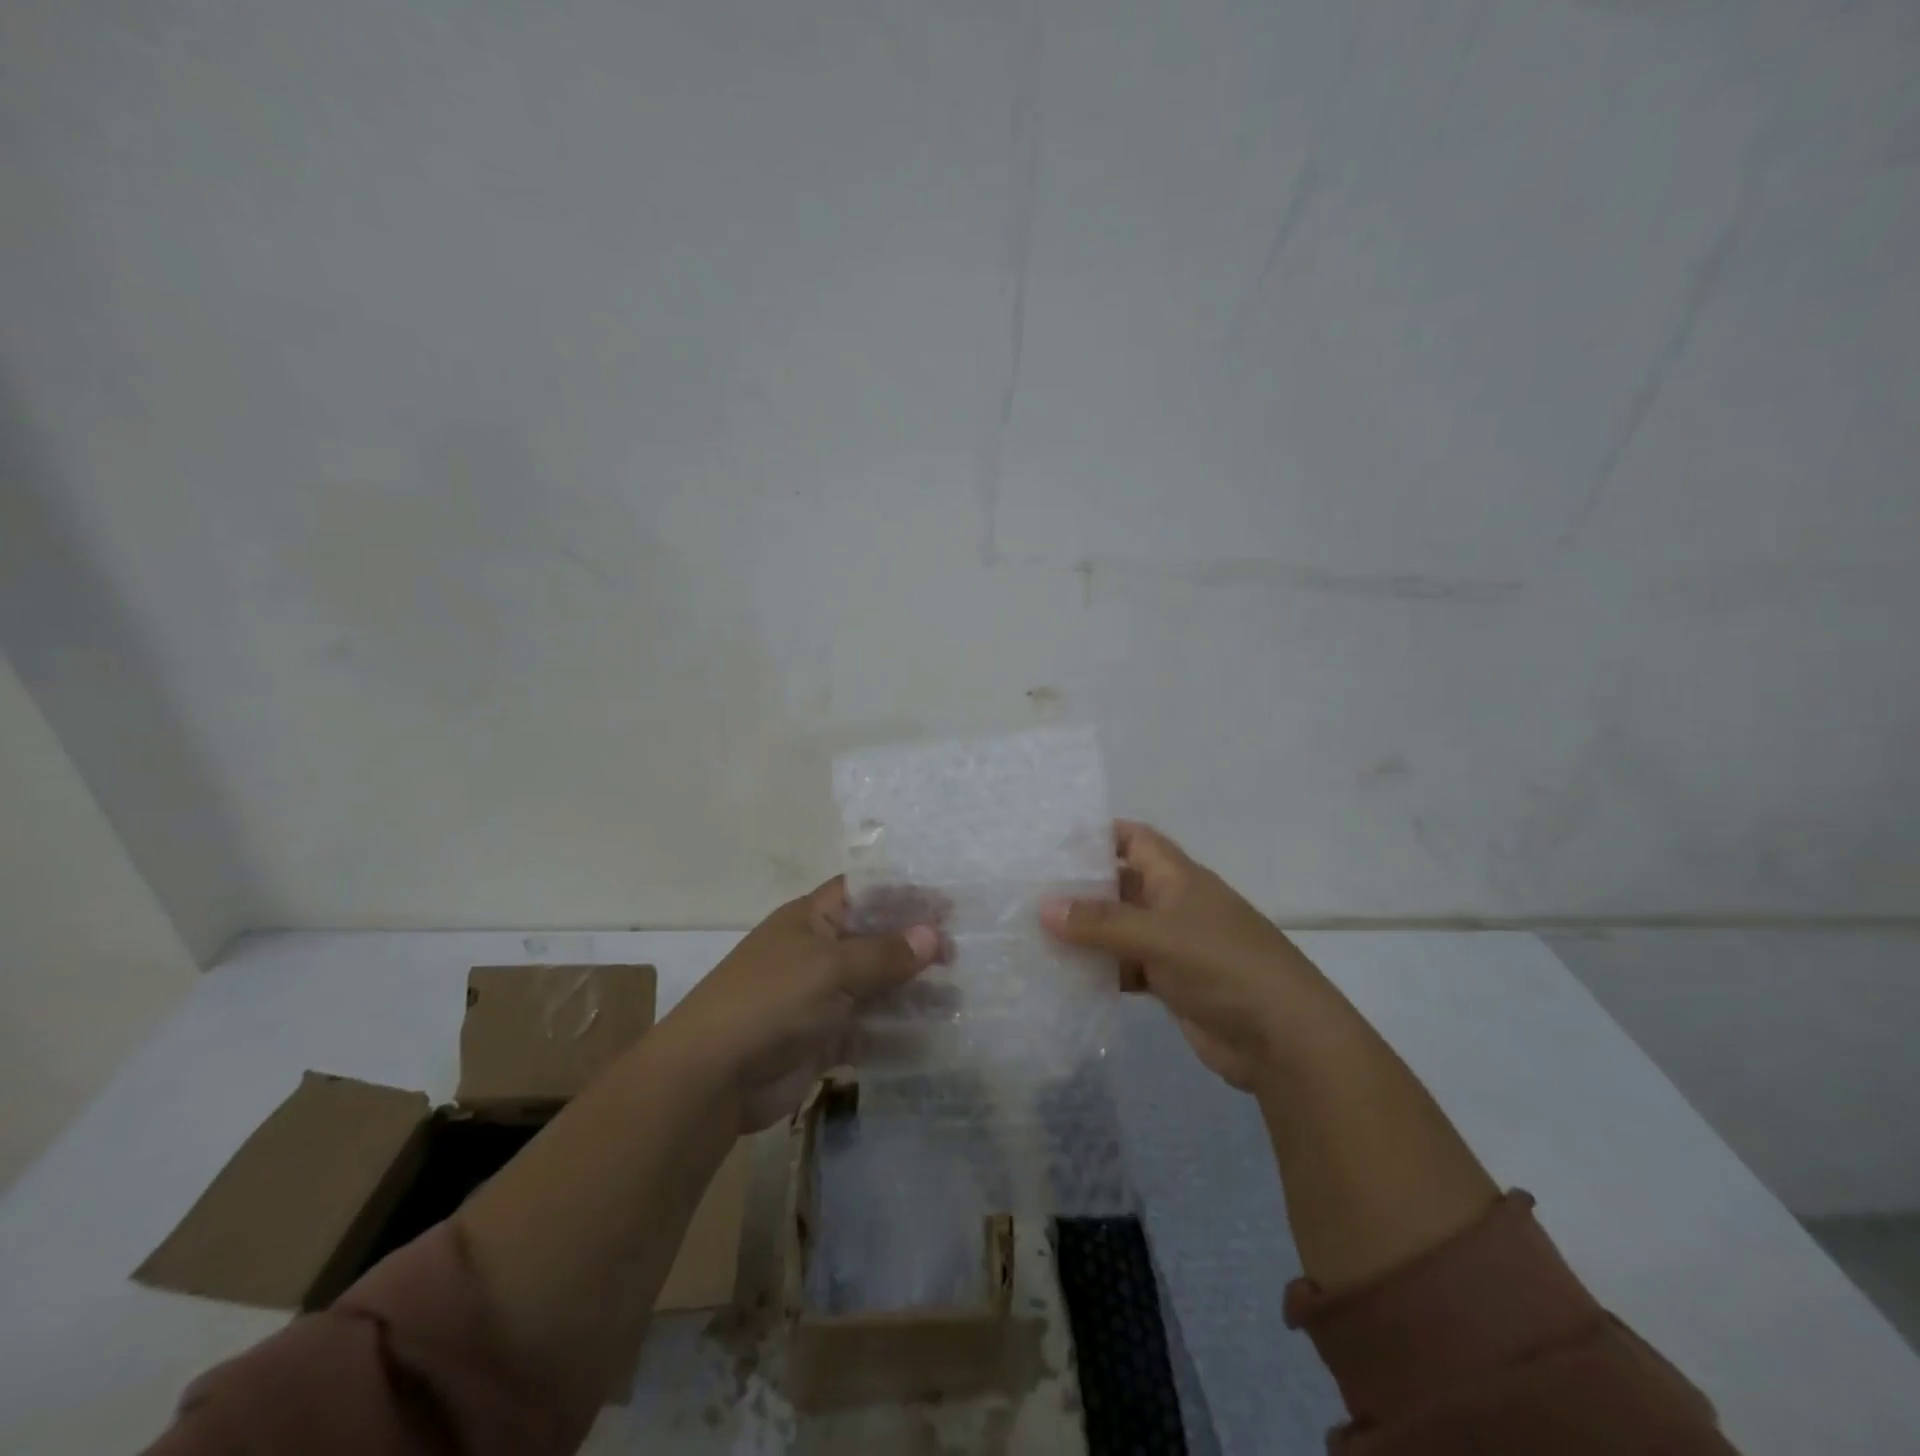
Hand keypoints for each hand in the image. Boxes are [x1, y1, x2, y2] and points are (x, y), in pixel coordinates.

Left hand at [663, 878, 942, 1130]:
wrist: (712, 1077)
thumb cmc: (771, 1000)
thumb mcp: (831, 967)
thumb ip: (884, 953)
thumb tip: (934, 935)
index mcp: (812, 919)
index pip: (866, 893)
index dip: (905, 895)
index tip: (948, 906)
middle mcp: (819, 953)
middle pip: (876, 942)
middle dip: (916, 947)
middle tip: (962, 956)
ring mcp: (821, 999)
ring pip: (877, 989)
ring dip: (914, 993)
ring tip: (959, 998)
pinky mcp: (824, 1041)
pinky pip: (870, 1032)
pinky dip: (898, 1035)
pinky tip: (934, 1039)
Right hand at [1041, 821, 1335, 1089]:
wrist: (1284, 1040)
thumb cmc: (1224, 967)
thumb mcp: (1159, 935)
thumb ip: (1100, 922)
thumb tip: (1043, 907)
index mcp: (1178, 878)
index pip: (1134, 840)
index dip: (1098, 835)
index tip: (1052, 842)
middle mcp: (1174, 905)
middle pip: (1120, 885)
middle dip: (1080, 887)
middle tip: (1027, 891)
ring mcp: (1173, 946)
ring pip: (1119, 930)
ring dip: (1085, 933)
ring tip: (1032, 932)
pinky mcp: (1171, 984)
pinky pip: (1126, 968)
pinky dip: (1100, 971)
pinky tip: (1064, 977)